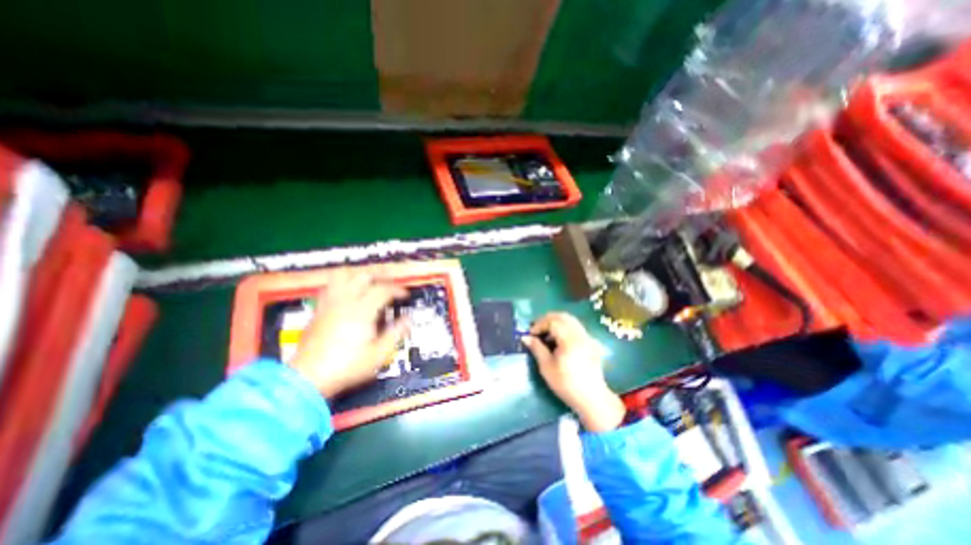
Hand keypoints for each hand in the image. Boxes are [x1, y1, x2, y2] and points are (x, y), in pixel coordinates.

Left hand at [288, 268, 408, 398]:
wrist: (308, 378)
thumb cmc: (345, 367)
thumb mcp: (378, 354)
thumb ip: (396, 333)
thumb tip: (407, 320)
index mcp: (362, 311)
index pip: (383, 289)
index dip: (397, 289)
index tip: (404, 295)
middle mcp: (344, 303)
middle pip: (363, 276)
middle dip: (380, 276)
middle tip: (389, 282)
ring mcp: (328, 305)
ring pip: (343, 276)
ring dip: (358, 276)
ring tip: (368, 281)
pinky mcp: (318, 311)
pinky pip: (329, 287)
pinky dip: (341, 284)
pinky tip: (346, 292)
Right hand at [520, 313, 625, 432]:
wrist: (592, 399)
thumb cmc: (566, 384)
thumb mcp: (547, 367)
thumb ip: (537, 348)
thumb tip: (525, 337)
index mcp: (570, 339)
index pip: (553, 321)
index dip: (539, 324)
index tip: (531, 334)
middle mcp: (580, 334)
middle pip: (563, 316)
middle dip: (547, 320)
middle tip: (537, 330)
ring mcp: (588, 338)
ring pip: (571, 320)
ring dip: (557, 323)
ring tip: (547, 335)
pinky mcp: (591, 343)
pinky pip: (577, 328)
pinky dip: (565, 328)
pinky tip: (559, 341)